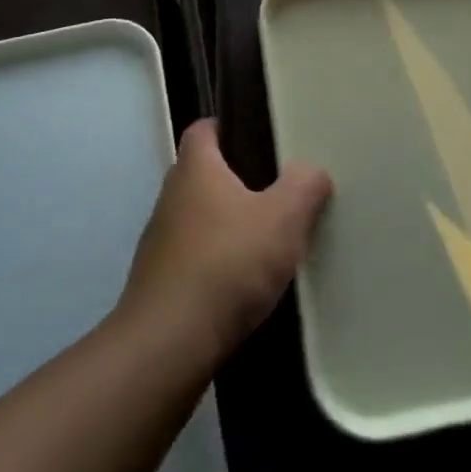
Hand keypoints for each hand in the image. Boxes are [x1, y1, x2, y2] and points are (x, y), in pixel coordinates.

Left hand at [118, 119, 332, 364]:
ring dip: (226, 223)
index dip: (228, 127)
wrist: (169, 344)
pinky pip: (194, 256)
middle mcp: (170, 197)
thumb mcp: (283, 218)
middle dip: (236, 178)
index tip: (259, 136)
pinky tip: (244, 281)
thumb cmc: (227, 264)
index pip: (203, 129)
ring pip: (198, 217)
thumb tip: (311, 170)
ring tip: (266, 237)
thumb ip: (304, 186)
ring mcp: (159, 241)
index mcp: (195, 169)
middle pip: (203, 174)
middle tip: (276, 188)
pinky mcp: (159, 282)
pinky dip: (216, 260)